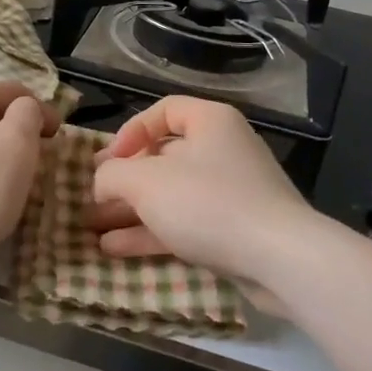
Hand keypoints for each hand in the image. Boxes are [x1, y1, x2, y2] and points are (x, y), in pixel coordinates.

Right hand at [89, 96, 316, 284]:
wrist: (279, 259)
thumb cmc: (207, 202)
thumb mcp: (146, 182)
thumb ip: (113, 174)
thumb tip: (101, 179)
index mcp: (210, 121)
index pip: (163, 110)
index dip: (129, 131)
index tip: (107, 160)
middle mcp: (222, 149)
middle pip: (164, 156)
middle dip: (124, 179)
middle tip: (92, 197)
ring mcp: (231, 191)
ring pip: (171, 194)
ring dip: (131, 210)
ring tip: (93, 227)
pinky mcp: (234, 229)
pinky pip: (185, 222)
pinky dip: (152, 232)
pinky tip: (115, 249)